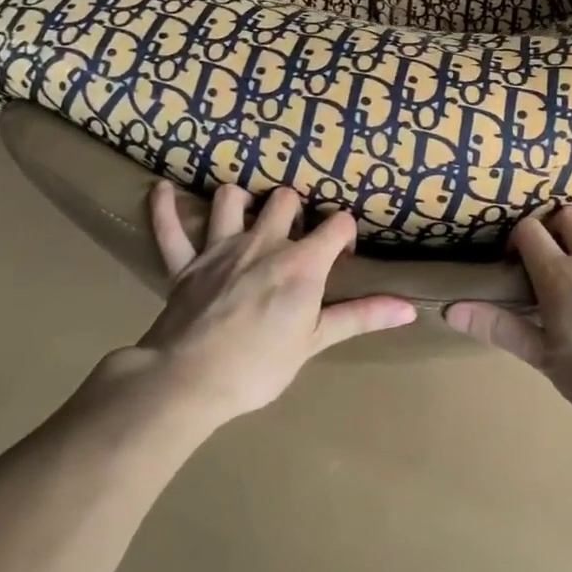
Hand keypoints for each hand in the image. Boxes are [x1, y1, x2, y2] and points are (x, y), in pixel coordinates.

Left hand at [116, 181, 414, 420]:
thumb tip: (410, 309)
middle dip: (294, 210)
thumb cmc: (260, 365)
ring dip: (241, 201)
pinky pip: (169, 228)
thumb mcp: (316, 341)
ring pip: (231, 199)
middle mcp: (263, 242)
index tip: (342, 254)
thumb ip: (361, 317)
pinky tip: (161, 190)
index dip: (344, 234)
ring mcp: (220, 248)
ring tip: (247, 213)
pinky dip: (164, 207)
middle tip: (294, 235)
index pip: (337, 224)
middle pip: (284, 199)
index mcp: (301, 263)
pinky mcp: (184, 264)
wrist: (189, 381)